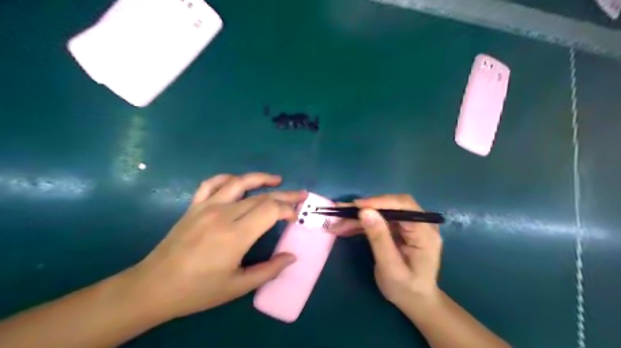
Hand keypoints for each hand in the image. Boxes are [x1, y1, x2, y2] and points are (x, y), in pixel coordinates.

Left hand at [127, 172, 305, 319]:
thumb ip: (269, 270)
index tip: (295, 217)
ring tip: (277, 180)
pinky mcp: (193, 206)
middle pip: (261, 196)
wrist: (153, 287)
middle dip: (284, 195)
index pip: (270, 210)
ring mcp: (206, 207)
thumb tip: (292, 257)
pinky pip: (212, 183)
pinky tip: (238, 181)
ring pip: (239, 182)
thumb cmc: (198, 290)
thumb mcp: (238, 286)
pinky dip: (228, 178)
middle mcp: (223, 214)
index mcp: (235, 235)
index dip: (287, 210)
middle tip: (300, 195)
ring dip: (261, 178)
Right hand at [330, 194, 440, 305]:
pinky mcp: (399, 229)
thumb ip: (379, 238)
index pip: (404, 206)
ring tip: (337, 223)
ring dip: (359, 217)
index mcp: (425, 232)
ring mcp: (409, 226)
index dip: (379, 202)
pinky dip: (362, 224)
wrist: (416, 301)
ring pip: (382, 212)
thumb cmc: (406, 289)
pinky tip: (346, 228)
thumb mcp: (390, 267)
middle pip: (391, 206)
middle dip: (364, 208)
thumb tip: (365, 211)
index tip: (356, 206)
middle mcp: (420, 223)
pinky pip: (379, 221)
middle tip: (340, 211)